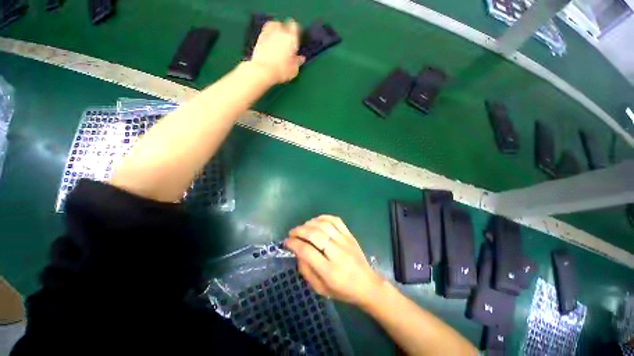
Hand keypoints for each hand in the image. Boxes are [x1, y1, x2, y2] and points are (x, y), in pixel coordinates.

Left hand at [250, 19, 304, 83]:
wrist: (263, 70)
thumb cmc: (281, 71)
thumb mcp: (294, 70)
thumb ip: (298, 62)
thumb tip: (301, 58)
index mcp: (292, 39)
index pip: (295, 27)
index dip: (296, 31)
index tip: (296, 37)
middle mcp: (281, 32)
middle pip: (284, 25)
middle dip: (286, 30)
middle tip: (286, 40)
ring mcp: (269, 33)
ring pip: (274, 24)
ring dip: (276, 29)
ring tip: (277, 37)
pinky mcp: (260, 37)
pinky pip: (266, 30)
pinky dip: (268, 33)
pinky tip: (269, 41)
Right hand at [285, 215, 384, 305]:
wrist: (367, 285)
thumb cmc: (342, 290)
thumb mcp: (320, 288)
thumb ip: (306, 271)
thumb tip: (297, 252)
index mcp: (329, 271)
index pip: (307, 251)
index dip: (294, 244)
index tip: (286, 242)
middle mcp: (337, 253)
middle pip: (315, 235)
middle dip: (299, 231)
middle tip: (292, 233)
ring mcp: (345, 241)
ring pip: (325, 225)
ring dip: (310, 223)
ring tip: (303, 227)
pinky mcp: (350, 235)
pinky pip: (336, 220)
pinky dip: (324, 217)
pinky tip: (316, 221)